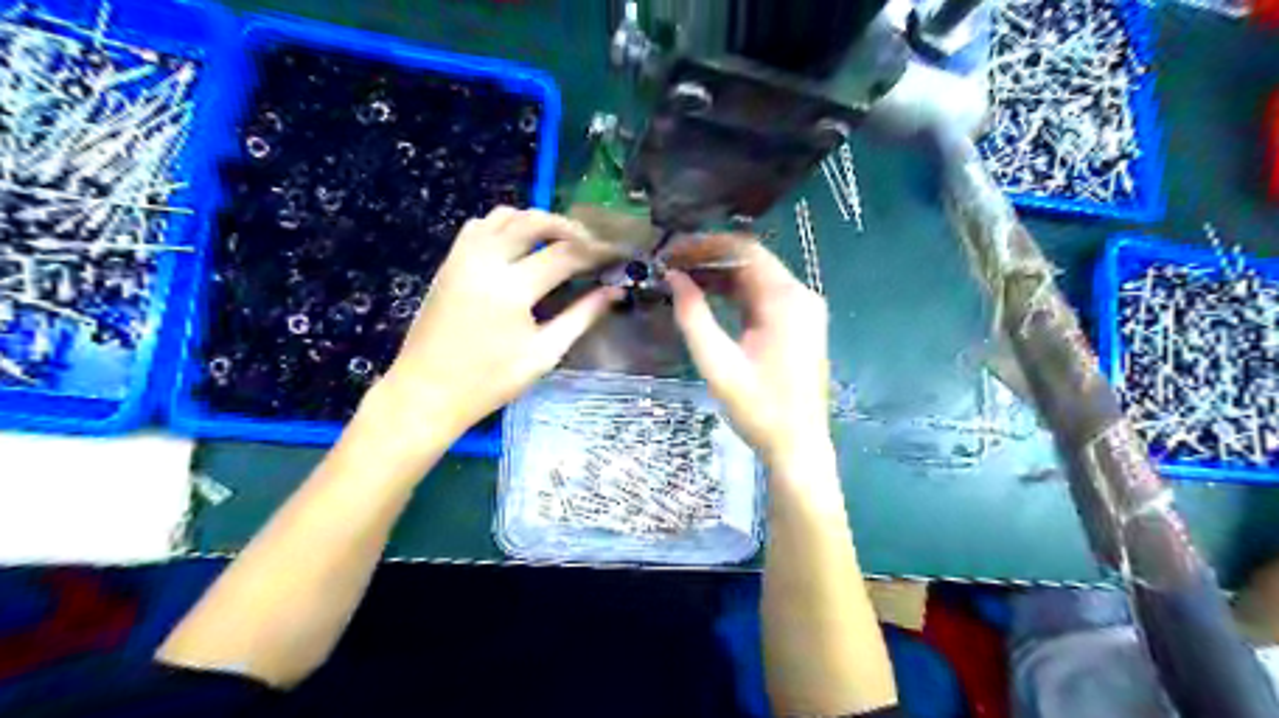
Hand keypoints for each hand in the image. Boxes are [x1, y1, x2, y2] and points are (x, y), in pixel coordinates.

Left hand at [367, 209, 623, 440]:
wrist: (426, 392)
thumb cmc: (489, 381)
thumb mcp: (544, 354)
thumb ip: (581, 317)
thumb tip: (614, 292)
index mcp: (511, 289)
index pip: (565, 255)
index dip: (596, 252)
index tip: (618, 254)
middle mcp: (485, 261)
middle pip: (535, 221)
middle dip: (571, 228)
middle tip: (593, 245)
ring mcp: (463, 257)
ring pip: (506, 215)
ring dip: (538, 220)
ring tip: (561, 241)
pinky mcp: (450, 261)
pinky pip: (482, 225)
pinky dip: (507, 224)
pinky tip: (522, 245)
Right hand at [665, 238, 834, 468]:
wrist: (799, 447)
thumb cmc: (758, 409)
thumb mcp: (718, 364)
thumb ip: (693, 316)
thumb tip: (673, 278)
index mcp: (785, 300)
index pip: (744, 250)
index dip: (705, 244)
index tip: (671, 250)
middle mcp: (801, 295)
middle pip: (752, 260)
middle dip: (710, 257)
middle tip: (671, 263)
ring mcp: (804, 310)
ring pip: (758, 277)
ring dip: (722, 274)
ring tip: (682, 277)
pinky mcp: (801, 324)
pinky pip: (765, 296)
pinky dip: (737, 292)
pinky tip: (709, 296)